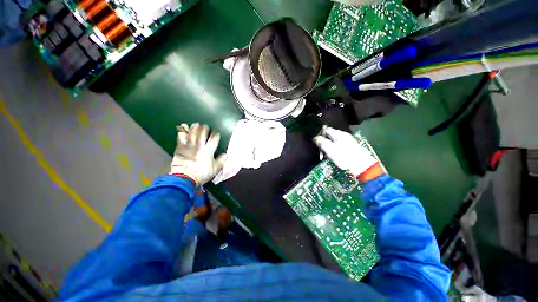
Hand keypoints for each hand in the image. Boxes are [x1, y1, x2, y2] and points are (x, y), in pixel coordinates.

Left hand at [171, 123, 226, 185]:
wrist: (185, 178)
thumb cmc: (202, 174)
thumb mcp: (215, 169)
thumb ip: (221, 161)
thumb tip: (226, 155)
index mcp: (209, 151)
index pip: (214, 139)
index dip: (216, 135)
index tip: (217, 133)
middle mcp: (199, 146)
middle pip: (202, 134)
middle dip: (205, 129)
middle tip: (206, 126)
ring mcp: (189, 146)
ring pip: (192, 134)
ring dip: (194, 128)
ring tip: (196, 124)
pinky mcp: (180, 148)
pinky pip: (181, 137)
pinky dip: (182, 132)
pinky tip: (182, 127)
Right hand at [313, 126, 379, 179]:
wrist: (362, 167)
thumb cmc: (344, 157)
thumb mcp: (330, 149)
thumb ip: (321, 142)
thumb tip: (315, 137)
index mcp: (339, 134)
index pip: (326, 129)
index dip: (319, 134)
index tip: (314, 141)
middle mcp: (343, 136)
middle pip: (329, 136)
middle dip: (323, 142)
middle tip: (319, 150)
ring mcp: (347, 142)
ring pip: (333, 142)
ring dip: (327, 148)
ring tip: (324, 156)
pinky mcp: (349, 149)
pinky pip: (337, 147)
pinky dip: (333, 151)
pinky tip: (331, 157)